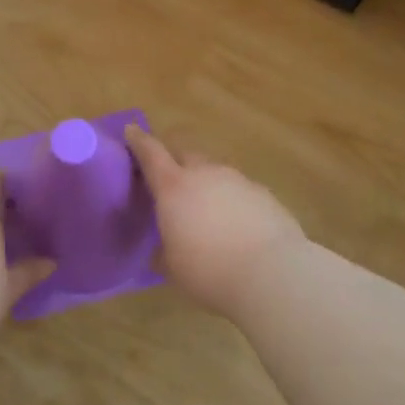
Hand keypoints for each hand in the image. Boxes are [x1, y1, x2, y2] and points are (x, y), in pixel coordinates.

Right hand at [125, 127, 306, 315]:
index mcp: (174, 187)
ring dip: (206, 183)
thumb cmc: (209, 271)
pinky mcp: (264, 194)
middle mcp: (205, 174)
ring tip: (206, 209)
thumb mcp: (173, 267)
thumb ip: (163, 250)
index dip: (139, 141)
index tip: (132, 130)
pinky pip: (239, 189)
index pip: (151, 153)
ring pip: (215, 172)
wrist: (272, 273)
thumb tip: (162, 249)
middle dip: (174, 161)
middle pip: (185, 155)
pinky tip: (236, 224)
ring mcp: (238, 180)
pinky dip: (231, 200)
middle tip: (169, 179)